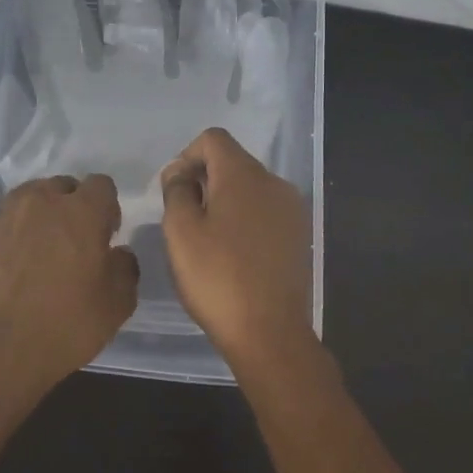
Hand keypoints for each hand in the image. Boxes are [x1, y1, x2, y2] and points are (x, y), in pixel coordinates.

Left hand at [0, 174, 139, 397]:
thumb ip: (125, 269)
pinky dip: (11, 232)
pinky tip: (10, 264)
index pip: (101, 185)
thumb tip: (118, 253)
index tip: (105, 236)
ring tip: (38, 250)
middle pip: (63, 186)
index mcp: (82, 212)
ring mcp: (6, 213)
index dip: (107, 208)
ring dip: (40, 214)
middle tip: (72, 244)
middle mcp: (43, 200)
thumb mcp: (117, 306)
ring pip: (30, 197)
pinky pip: (3, 219)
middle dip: (72, 207)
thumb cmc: (64, 325)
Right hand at [161, 127, 313, 366]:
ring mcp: (292, 210)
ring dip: (223, 201)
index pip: (213, 139)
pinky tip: (232, 254)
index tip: (173, 191)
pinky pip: (264, 211)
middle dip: (203, 179)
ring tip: (206, 239)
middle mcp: (274, 183)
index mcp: (244, 175)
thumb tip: (180, 174)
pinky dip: (243, 219)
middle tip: (183, 218)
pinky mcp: (299, 235)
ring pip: (249, 188)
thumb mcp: (180, 231)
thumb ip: (176, 190)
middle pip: (232, 162)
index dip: (186, 156)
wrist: (269, 333)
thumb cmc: (217, 278)